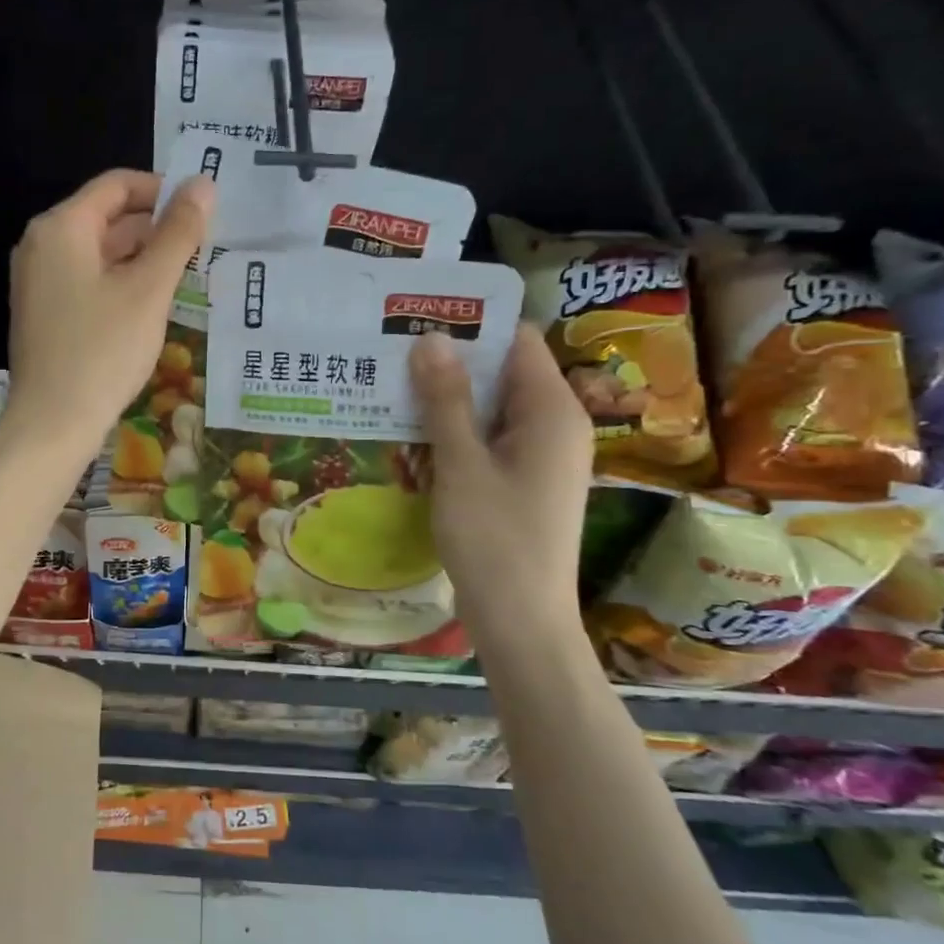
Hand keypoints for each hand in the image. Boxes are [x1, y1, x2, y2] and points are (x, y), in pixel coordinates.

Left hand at [1, 168, 212, 459]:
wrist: (53, 422)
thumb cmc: (102, 351)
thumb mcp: (149, 289)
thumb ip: (178, 234)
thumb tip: (203, 184)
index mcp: (61, 227)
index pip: (117, 185)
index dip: (163, 190)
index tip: (202, 211)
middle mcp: (42, 245)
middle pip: (107, 217)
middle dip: (156, 228)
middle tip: (203, 247)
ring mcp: (39, 281)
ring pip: (99, 253)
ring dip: (142, 258)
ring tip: (187, 275)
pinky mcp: (45, 313)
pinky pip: (88, 281)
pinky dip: (121, 283)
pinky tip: (153, 305)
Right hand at [410, 324, 591, 648]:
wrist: (521, 622)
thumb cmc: (494, 540)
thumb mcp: (462, 464)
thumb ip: (446, 400)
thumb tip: (431, 338)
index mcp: (551, 410)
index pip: (515, 340)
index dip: (470, 326)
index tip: (416, 321)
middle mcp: (554, 425)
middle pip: (501, 373)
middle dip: (448, 366)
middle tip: (389, 357)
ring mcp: (540, 457)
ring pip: (489, 410)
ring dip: (445, 405)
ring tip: (390, 396)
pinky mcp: (523, 483)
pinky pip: (488, 442)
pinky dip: (454, 438)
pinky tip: (412, 444)